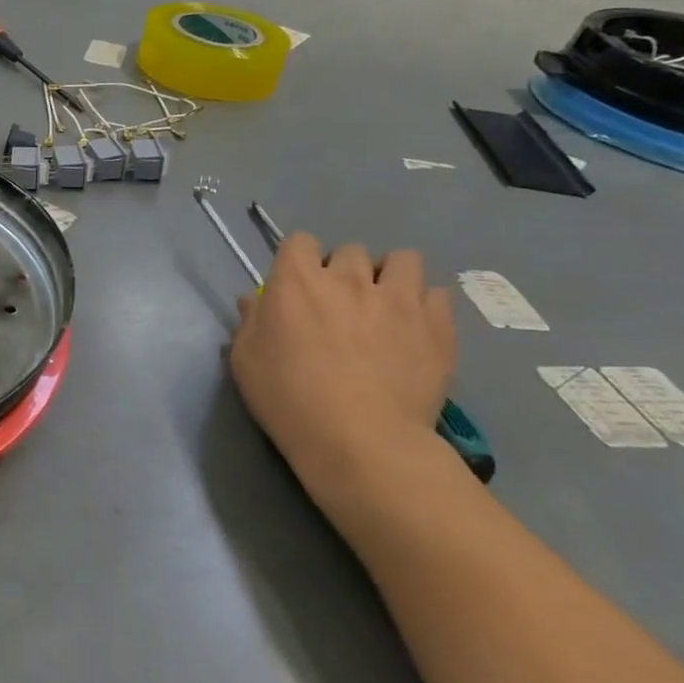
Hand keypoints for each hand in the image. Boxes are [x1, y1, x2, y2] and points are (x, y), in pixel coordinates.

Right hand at [229, 233, 459, 513]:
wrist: (360, 441)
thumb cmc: (289, 399)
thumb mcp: (246, 361)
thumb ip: (250, 321)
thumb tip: (256, 300)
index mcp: (297, 281)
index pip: (299, 241)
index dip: (298, 260)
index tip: (296, 288)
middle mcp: (349, 278)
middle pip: (350, 251)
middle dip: (344, 272)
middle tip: (339, 306)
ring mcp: (399, 299)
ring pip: (402, 260)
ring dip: (390, 277)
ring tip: (385, 307)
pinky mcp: (437, 325)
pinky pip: (436, 294)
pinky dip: (424, 306)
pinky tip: (414, 330)